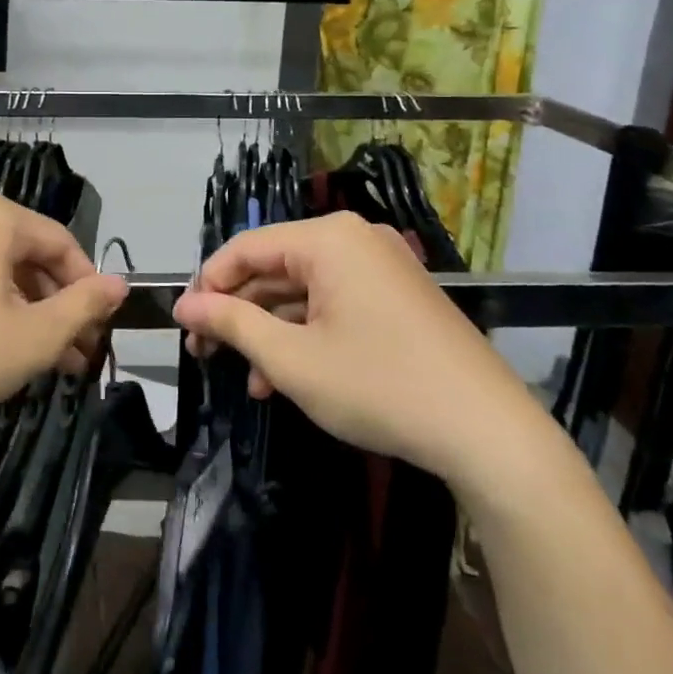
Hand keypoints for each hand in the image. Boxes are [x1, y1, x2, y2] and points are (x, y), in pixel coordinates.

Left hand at [0, 190, 129, 431]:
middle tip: (75, 354)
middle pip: (27, 254)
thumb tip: (120, 284)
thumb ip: (84, 306)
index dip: (88, 288)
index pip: (62, 244)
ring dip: (25, 309)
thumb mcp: (34, 337)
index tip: (100, 331)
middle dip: (55, 305)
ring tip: (44, 360)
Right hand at [171, 213, 549, 491]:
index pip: (245, 248)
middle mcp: (355, 241)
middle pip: (274, 268)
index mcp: (328, 239)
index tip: (185, 327)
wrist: (489, 434)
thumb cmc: (378, 386)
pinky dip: (305, 336)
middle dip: (238, 313)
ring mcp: (381, 269)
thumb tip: (184, 306)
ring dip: (269, 332)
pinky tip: (285, 378)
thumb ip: (230, 324)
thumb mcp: (291, 359)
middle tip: (206, 354)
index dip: (208, 286)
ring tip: (248, 379)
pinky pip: (334, 305)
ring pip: (302, 291)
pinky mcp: (397, 298)